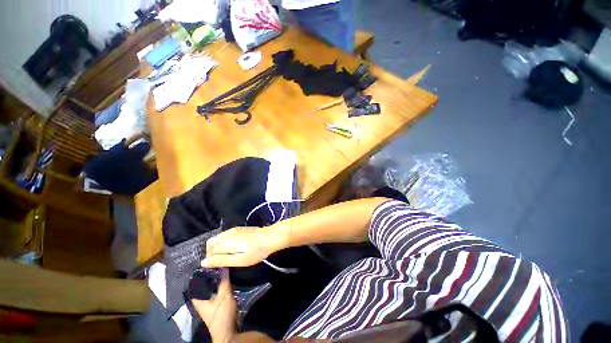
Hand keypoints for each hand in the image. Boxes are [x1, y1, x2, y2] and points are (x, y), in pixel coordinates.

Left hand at [192, 272, 236, 342]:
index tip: (203, 268)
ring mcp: (208, 308)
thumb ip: (224, 282)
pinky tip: (225, 285)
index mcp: (199, 301)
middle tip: (215, 268)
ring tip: (221, 274)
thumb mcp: (224, 296)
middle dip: (208, 280)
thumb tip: (223, 267)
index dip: (197, 278)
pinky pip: (216, 296)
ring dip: (214, 285)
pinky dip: (219, 290)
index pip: (194, 287)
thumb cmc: (222, 314)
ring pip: (210, 293)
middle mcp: (201, 304)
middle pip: (202, 289)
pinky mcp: (216, 310)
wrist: (227, 332)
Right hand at [202, 226, 281, 267]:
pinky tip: (233, 248)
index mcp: (225, 241)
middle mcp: (227, 233)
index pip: (209, 251)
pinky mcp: (239, 229)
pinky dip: (224, 242)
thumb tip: (204, 262)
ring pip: (218, 238)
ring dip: (218, 247)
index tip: (215, 266)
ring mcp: (233, 230)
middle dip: (212, 252)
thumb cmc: (255, 251)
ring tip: (227, 256)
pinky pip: (226, 235)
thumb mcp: (238, 260)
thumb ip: (221, 260)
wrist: (269, 238)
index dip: (210, 260)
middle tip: (221, 262)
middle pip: (211, 243)